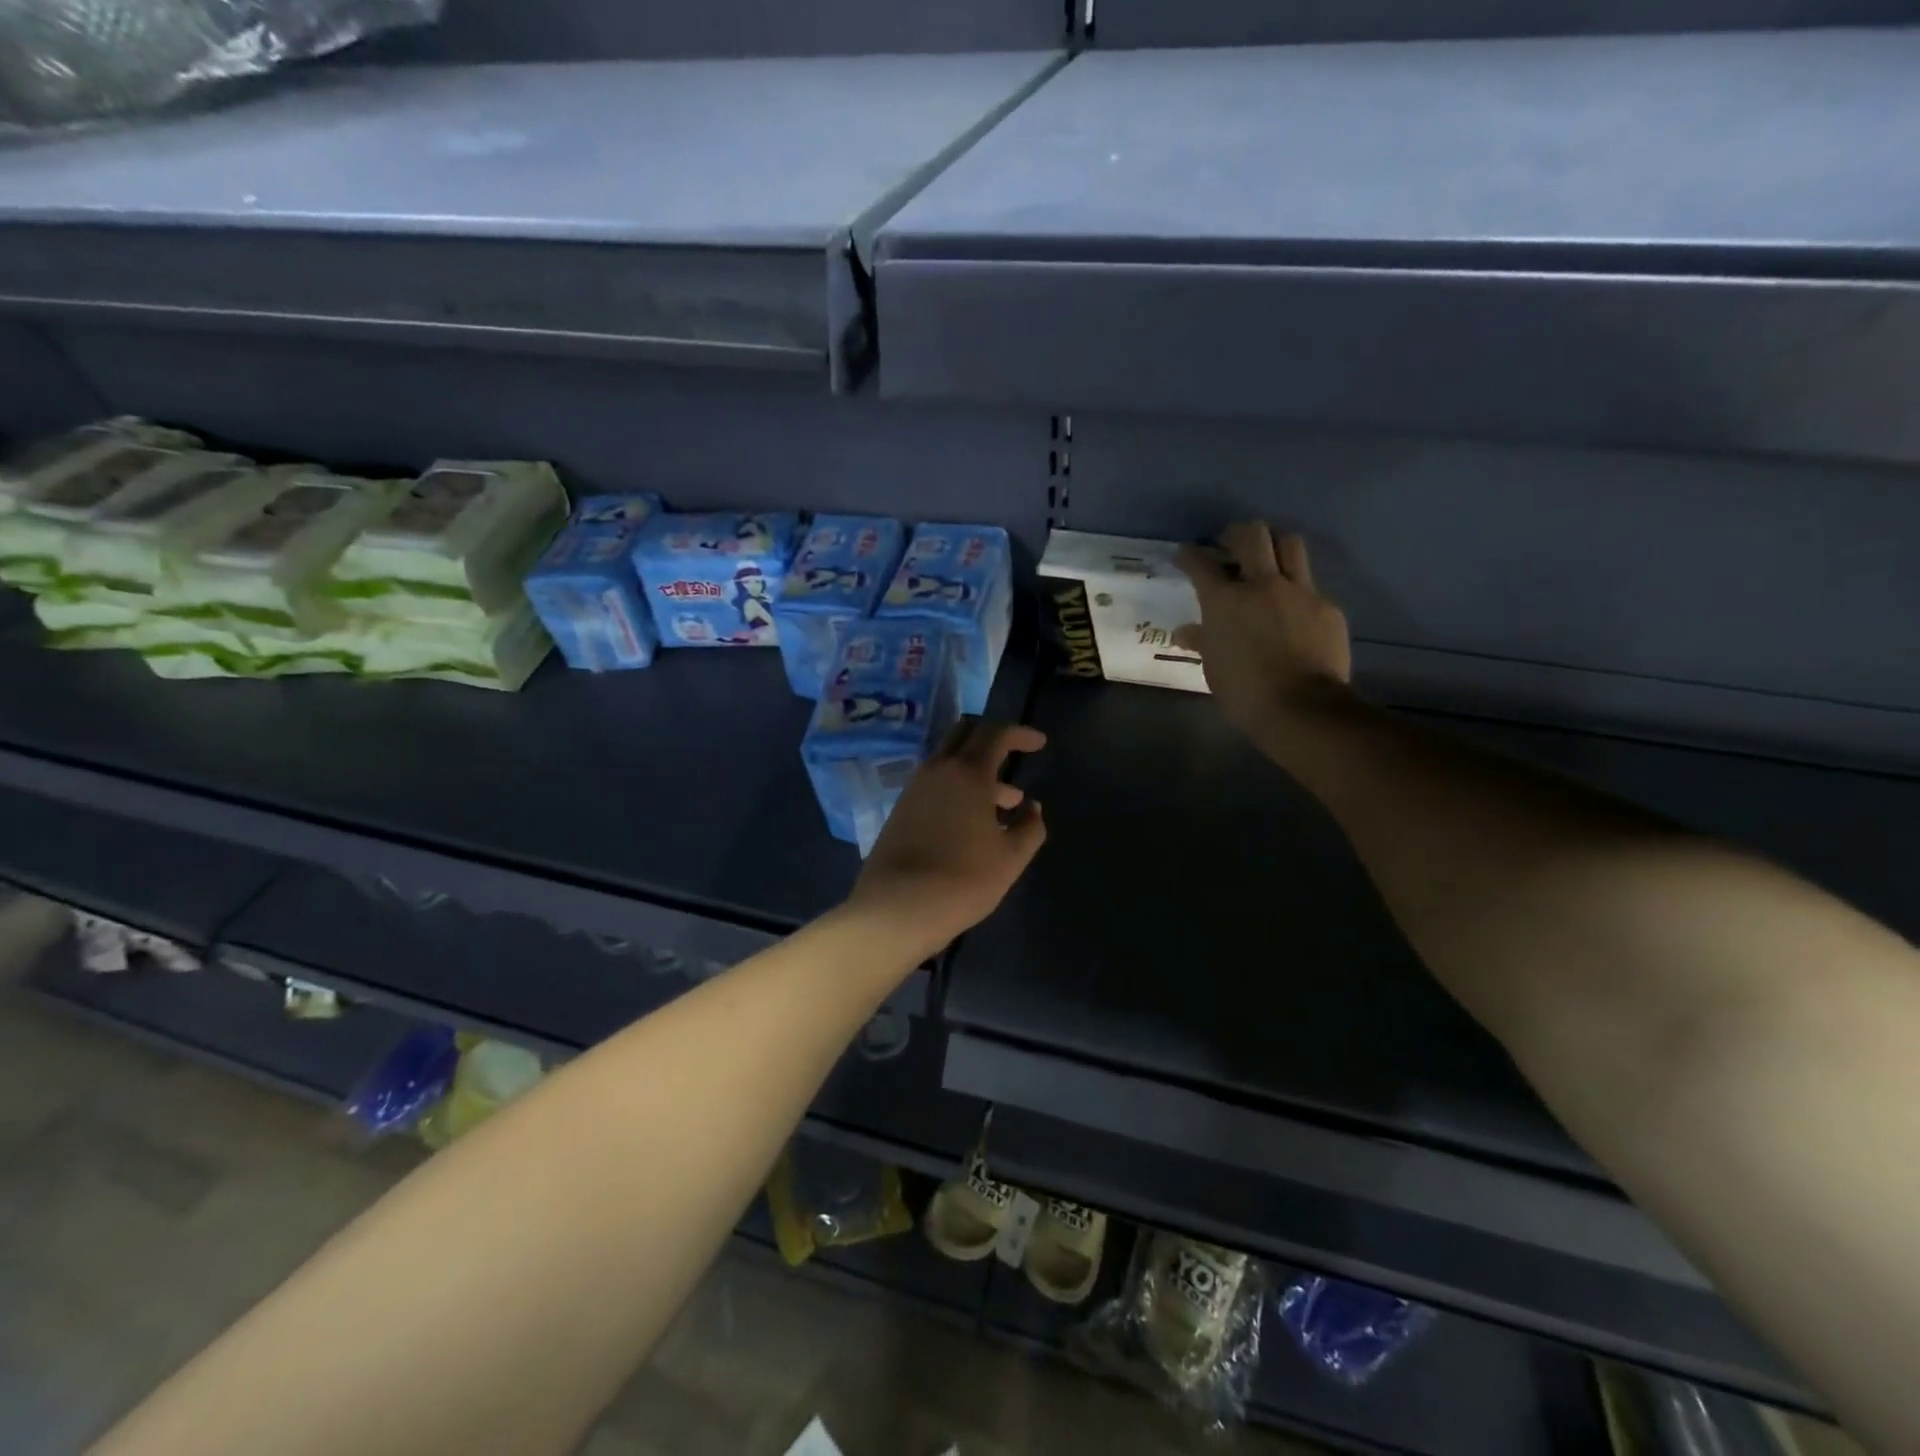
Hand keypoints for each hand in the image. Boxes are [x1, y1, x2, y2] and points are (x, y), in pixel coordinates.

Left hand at [845, 721, 1046, 960]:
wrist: (897, 908)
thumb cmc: (963, 880)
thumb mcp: (1010, 859)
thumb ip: (1029, 828)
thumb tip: (1032, 808)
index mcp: (967, 772)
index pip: (996, 734)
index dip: (1020, 734)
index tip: (1039, 743)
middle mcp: (938, 770)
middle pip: (965, 735)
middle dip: (992, 739)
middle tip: (1014, 756)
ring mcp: (914, 788)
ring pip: (949, 761)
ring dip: (977, 770)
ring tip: (1006, 801)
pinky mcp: (901, 809)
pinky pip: (935, 783)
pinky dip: (958, 787)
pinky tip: (973, 820)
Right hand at [1175, 523, 1352, 737]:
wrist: (1302, 707)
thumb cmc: (1244, 691)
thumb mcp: (1213, 667)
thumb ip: (1201, 641)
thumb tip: (1184, 632)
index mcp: (1225, 600)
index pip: (1201, 564)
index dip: (1190, 555)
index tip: (1185, 554)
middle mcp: (1262, 584)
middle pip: (1252, 535)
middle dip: (1237, 533)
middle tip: (1230, 544)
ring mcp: (1299, 591)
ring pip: (1289, 544)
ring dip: (1274, 545)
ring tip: (1267, 558)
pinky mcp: (1326, 606)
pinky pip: (1310, 585)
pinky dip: (1296, 589)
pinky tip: (1292, 608)